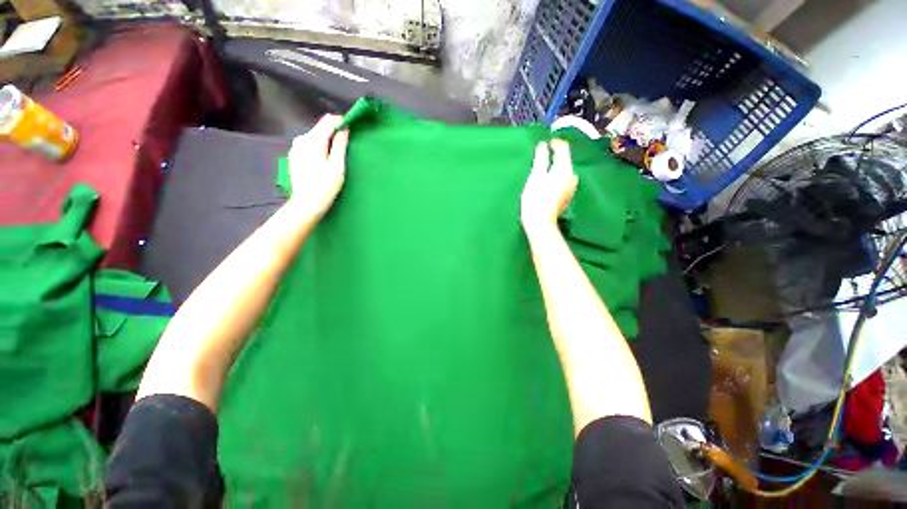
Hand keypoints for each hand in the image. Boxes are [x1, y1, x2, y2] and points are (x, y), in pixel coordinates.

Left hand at [286, 114, 349, 220]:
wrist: (306, 203)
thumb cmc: (325, 186)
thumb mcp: (337, 166)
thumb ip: (340, 145)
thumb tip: (344, 129)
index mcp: (312, 140)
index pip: (328, 121)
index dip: (341, 122)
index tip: (353, 129)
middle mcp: (301, 139)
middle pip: (321, 128)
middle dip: (335, 133)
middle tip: (348, 145)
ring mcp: (296, 147)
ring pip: (315, 136)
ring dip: (328, 141)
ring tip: (338, 154)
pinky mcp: (295, 155)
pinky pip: (310, 144)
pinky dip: (320, 147)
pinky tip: (326, 160)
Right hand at [521, 140, 577, 233]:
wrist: (540, 222)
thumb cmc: (535, 198)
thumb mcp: (536, 176)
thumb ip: (541, 159)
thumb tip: (543, 145)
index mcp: (564, 168)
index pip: (563, 148)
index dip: (555, 143)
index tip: (545, 143)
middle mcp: (572, 175)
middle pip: (565, 159)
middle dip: (555, 155)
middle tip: (542, 156)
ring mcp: (571, 187)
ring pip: (564, 170)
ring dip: (556, 167)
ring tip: (544, 169)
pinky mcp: (568, 195)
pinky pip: (564, 180)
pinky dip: (557, 177)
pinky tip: (548, 182)